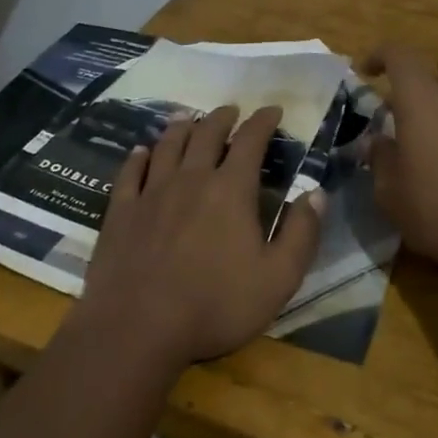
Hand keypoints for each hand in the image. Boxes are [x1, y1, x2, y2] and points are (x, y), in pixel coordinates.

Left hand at [77, 104, 322, 368]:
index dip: (264, 121)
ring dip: (181, 126)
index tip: (273, 110)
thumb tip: (316, 193)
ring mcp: (152, 192)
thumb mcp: (277, 278)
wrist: (136, 328)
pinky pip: (130, 172)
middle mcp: (191, 178)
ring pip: (168, 145)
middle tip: (231, 110)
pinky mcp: (121, 211)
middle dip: (223, 117)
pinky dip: (138, 156)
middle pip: (207, 133)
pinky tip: (141, 151)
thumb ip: (301, 234)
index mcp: (231, 189)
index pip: (251, 140)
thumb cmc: (215, 305)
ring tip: (188, 116)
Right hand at [364, 45, 437, 287]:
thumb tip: (374, 140)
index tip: (365, 72)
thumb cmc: (436, 212)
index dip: (379, 55)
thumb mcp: (389, 193)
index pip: (399, 55)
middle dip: (408, 88)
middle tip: (394, 116)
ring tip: (434, 127)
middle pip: (429, 74)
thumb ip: (378, 158)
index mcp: (419, 101)